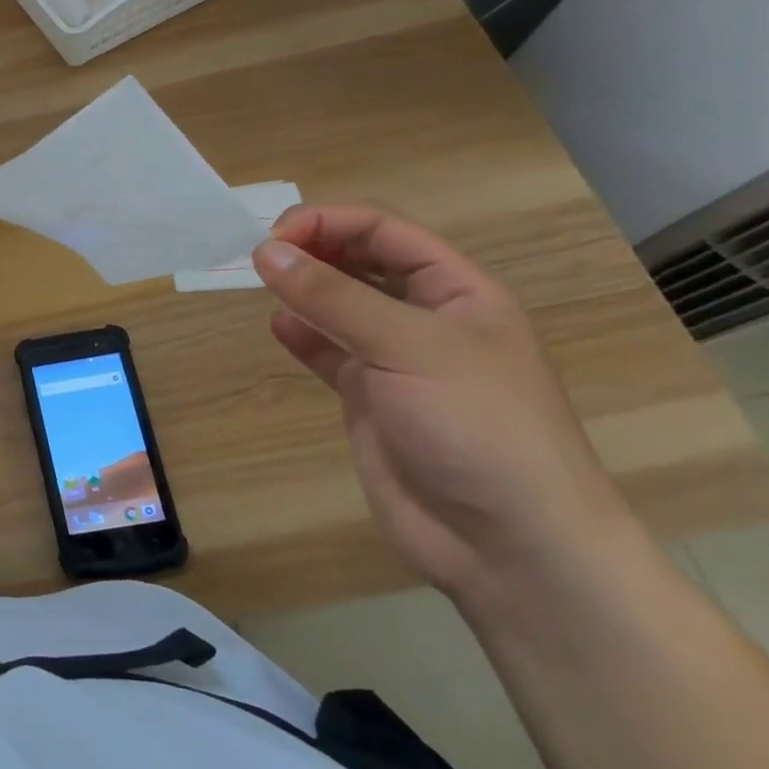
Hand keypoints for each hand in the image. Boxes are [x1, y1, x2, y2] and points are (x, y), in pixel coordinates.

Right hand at [250, 205, 632, 603]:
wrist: (509, 545)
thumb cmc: (477, 426)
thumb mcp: (407, 347)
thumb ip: (332, 296)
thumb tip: (264, 251)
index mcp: (457, 291)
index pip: (384, 231)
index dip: (328, 223)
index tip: (273, 237)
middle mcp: (426, 317)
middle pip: (360, 261)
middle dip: (311, 250)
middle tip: (258, 258)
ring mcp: (396, 360)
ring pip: (339, 304)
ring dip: (301, 289)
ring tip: (261, 285)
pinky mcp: (369, 398)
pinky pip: (327, 351)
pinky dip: (301, 336)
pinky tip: (279, 329)